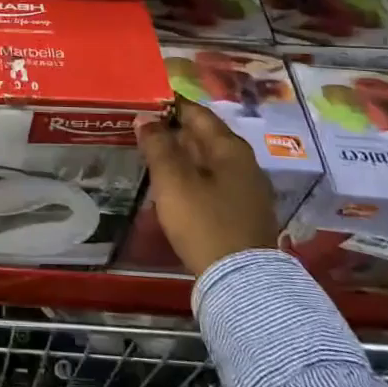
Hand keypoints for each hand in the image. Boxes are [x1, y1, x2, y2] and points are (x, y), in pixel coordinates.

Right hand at [136, 99, 277, 276]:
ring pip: (208, 160)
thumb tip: (146, 117)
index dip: (168, 106)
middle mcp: (243, 162)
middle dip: (173, 131)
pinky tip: (173, 187)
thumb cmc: (204, 222)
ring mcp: (246, 188)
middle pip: (204, 136)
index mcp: (229, 147)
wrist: (242, 281)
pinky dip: (191, 177)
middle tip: (140, 131)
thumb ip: (157, 145)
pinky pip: (213, 182)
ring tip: (150, 157)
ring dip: (181, 155)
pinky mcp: (243, 212)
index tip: (142, 105)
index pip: (196, 113)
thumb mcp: (173, 181)